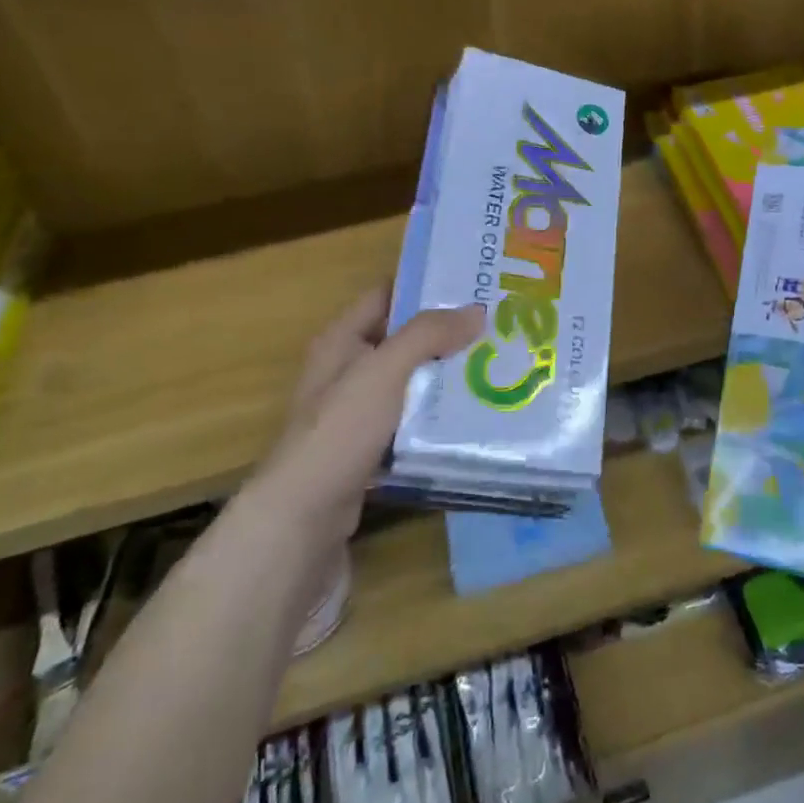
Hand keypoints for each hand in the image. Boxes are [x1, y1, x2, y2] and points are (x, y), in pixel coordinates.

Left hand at [262, 286, 483, 544]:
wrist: (304, 519)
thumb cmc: (339, 431)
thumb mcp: (382, 371)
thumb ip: (427, 336)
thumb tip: (476, 310)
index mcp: (341, 341)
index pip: (385, 295)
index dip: (424, 285)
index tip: (474, 283)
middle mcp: (347, 371)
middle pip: (403, 339)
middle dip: (447, 333)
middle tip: (498, 326)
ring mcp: (358, 413)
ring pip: (411, 382)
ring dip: (446, 375)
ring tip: (498, 365)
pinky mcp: (371, 449)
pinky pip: (412, 420)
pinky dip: (438, 414)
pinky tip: (474, 414)